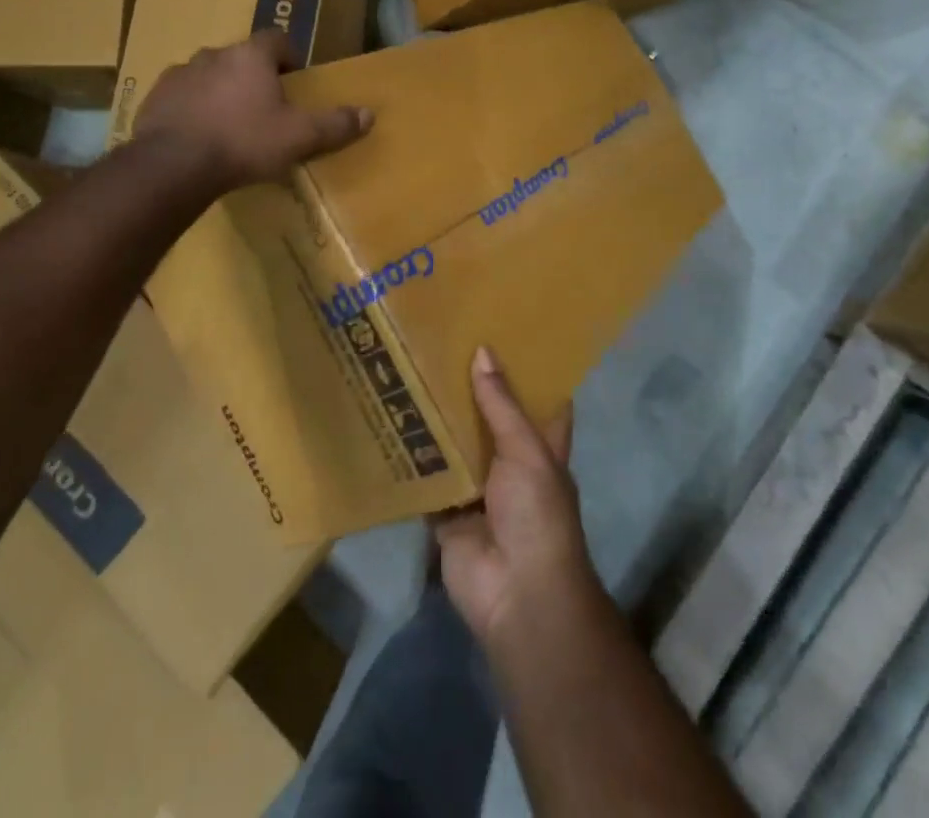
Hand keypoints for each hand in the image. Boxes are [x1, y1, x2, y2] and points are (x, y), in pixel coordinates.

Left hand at [132, 30, 372, 191]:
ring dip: (220, 91)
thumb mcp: (299, 137)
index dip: (289, 56)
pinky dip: (192, 108)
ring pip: (208, 75)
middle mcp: (214, 54)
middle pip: (241, 57)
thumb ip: (334, 124)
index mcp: (251, 55)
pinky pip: (181, 96)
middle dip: (253, 77)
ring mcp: (179, 73)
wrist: (173, 165)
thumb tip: (370, 114)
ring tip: (229, 125)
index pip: (277, 39)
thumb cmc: (244, 142)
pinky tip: (198, 136)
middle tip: (264, 108)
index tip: (294, 80)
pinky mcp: (154, 97)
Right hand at [432, 347, 599, 646]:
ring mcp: (477, 489)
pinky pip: (426, 479)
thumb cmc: (537, 515)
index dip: (527, 370)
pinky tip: (387, 422)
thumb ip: (502, 405)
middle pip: (489, 418)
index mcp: (540, 448)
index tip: (505, 332)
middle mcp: (509, 463)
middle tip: (442, 344)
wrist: (517, 595)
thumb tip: (483, 351)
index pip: (539, 401)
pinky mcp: (446, 513)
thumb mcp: (527, 452)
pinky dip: (410, 459)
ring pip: (455, 445)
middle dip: (470, 389)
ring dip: (437, 419)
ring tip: (409, 370)